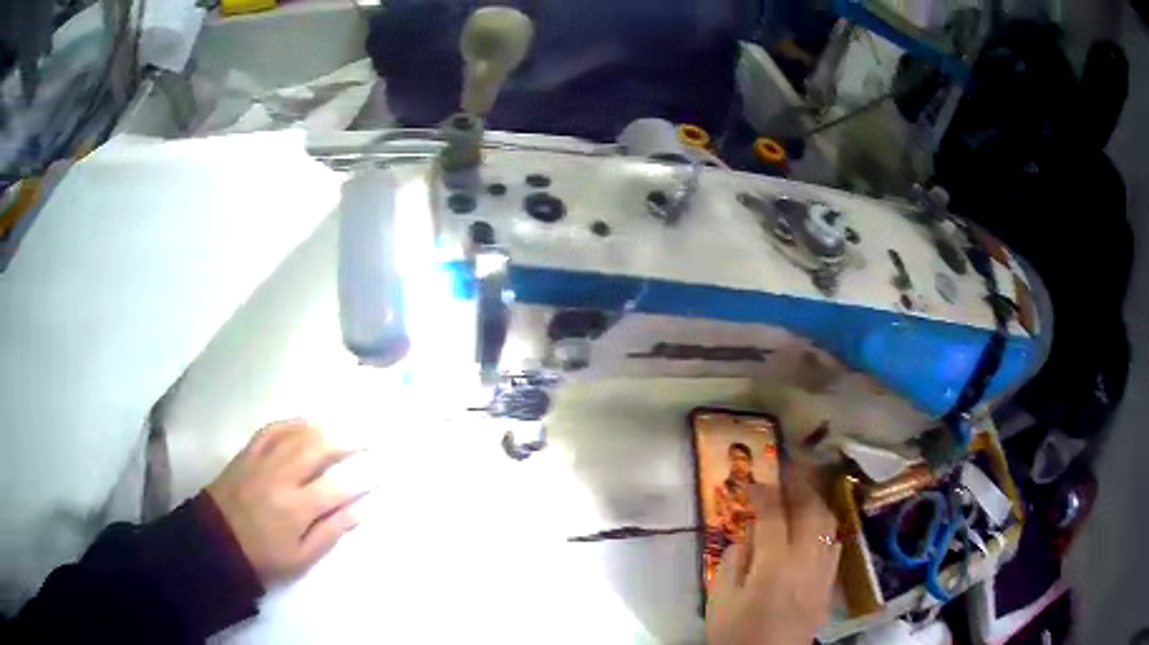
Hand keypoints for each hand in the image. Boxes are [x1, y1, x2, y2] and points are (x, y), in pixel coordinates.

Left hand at [207, 420, 366, 584]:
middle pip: (319, 449)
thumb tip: (360, 511)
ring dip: (324, 428)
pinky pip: (272, 429)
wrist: (217, 543)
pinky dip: (291, 422)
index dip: (363, 478)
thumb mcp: (301, 558)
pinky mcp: (247, 453)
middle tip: (367, 438)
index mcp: (297, 508)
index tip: (381, 471)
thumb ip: (330, 533)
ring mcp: (262, 461)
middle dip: (348, 441)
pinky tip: (305, 422)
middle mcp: (281, 478)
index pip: (338, 487)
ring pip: (297, 434)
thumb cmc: (263, 557)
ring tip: (343, 426)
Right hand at [706, 464, 840, 644]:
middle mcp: (806, 562)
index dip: (765, 493)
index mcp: (774, 566)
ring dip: (817, 501)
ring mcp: (822, 572)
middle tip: (786, 470)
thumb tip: (748, 534)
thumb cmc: (736, 633)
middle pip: (811, 511)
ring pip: (828, 524)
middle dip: (800, 485)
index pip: (774, 516)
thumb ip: (734, 561)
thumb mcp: (720, 599)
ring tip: (803, 490)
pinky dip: (825, 526)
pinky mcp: (829, 583)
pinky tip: (815, 526)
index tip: (754, 480)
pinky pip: (833, 544)